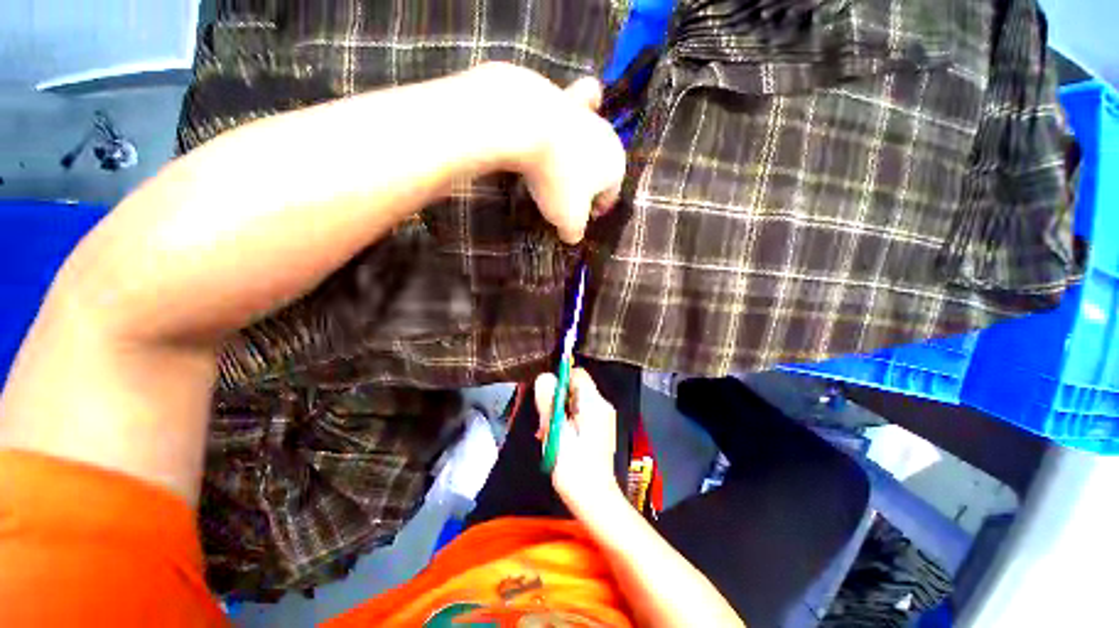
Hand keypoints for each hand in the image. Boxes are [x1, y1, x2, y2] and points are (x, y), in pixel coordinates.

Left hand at [470, 63, 624, 243]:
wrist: (528, 127)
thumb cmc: (556, 181)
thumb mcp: (568, 219)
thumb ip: (574, 232)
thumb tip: (572, 236)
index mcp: (615, 168)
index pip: (610, 196)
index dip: (596, 210)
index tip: (578, 220)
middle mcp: (608, 138)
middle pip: (600, 168)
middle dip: (588, 183)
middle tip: (566, 197)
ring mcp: (586, 115)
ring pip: (590, 138)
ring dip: (580, 152)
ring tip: (563, 164)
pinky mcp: (564, 96)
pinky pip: (576, 103)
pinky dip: (576, 108)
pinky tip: (570, 114)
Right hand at [533, 368, 623, 516]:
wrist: (595, 501)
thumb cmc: (574, 467)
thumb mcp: (555, 431)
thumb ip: (549, 402)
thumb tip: (544, 377)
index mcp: (593, 403)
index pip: (577, 373)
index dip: (559, 380)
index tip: (546, 399)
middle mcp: (601, 406)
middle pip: (574, 388)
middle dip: (556, 400)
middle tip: (544, 423)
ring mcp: (602, 419)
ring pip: (574, 403)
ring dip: (558, 413)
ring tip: (547, 435)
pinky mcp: (599, 430)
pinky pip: (579, 416)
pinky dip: (566, 422)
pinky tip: (557, 440)